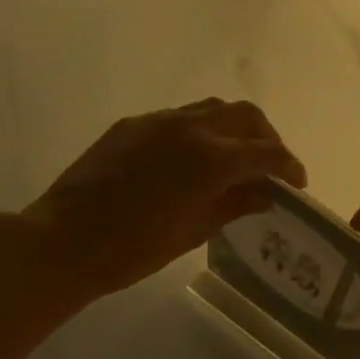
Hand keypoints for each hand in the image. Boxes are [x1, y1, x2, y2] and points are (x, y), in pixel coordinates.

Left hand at [14, 99, 306, 302]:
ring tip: (235, 159)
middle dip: (266, 138)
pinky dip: (200, 131)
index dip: (289, 166)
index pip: (267, 152)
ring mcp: (159, 121)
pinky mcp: (133, 124)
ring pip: (213, 109)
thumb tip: (264, 194)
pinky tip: (192, 161)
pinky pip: (180, 117)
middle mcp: (190, 127)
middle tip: (269, 168)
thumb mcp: (193, 231)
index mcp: (211, 158)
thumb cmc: (133, 249)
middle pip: (246, 116)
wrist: (63, 241)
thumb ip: (234, 205)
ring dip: (234, 129)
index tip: (296, 183)